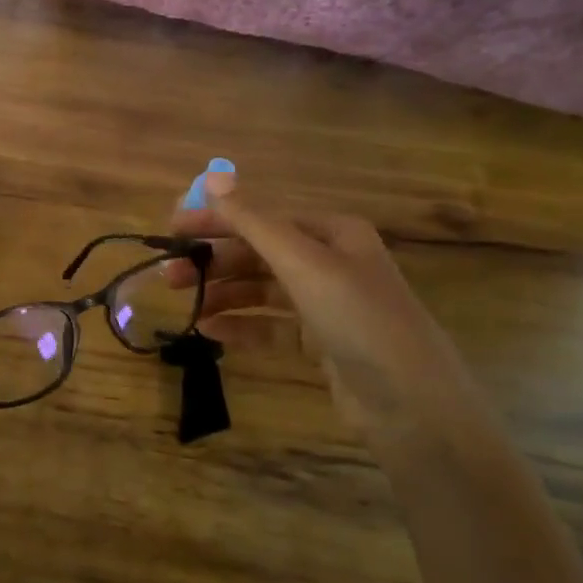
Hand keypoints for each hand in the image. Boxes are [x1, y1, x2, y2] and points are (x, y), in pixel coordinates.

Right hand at [169, 171, 490, 444]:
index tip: (171, 230)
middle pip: (259, 254)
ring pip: (262, 290)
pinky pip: (272, 326)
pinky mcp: (321, 343)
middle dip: (214, 262)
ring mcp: (326, 305)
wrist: (412, 405)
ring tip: (184, 305)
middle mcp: (330, 262)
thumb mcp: (303, 263)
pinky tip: (210, 331)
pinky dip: (242, 326)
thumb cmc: (359, 319)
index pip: (262, 218)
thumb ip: (253, 222)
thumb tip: (211, 177)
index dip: (215, 221)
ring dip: (223, 294)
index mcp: (332, 233)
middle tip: (169, 276)